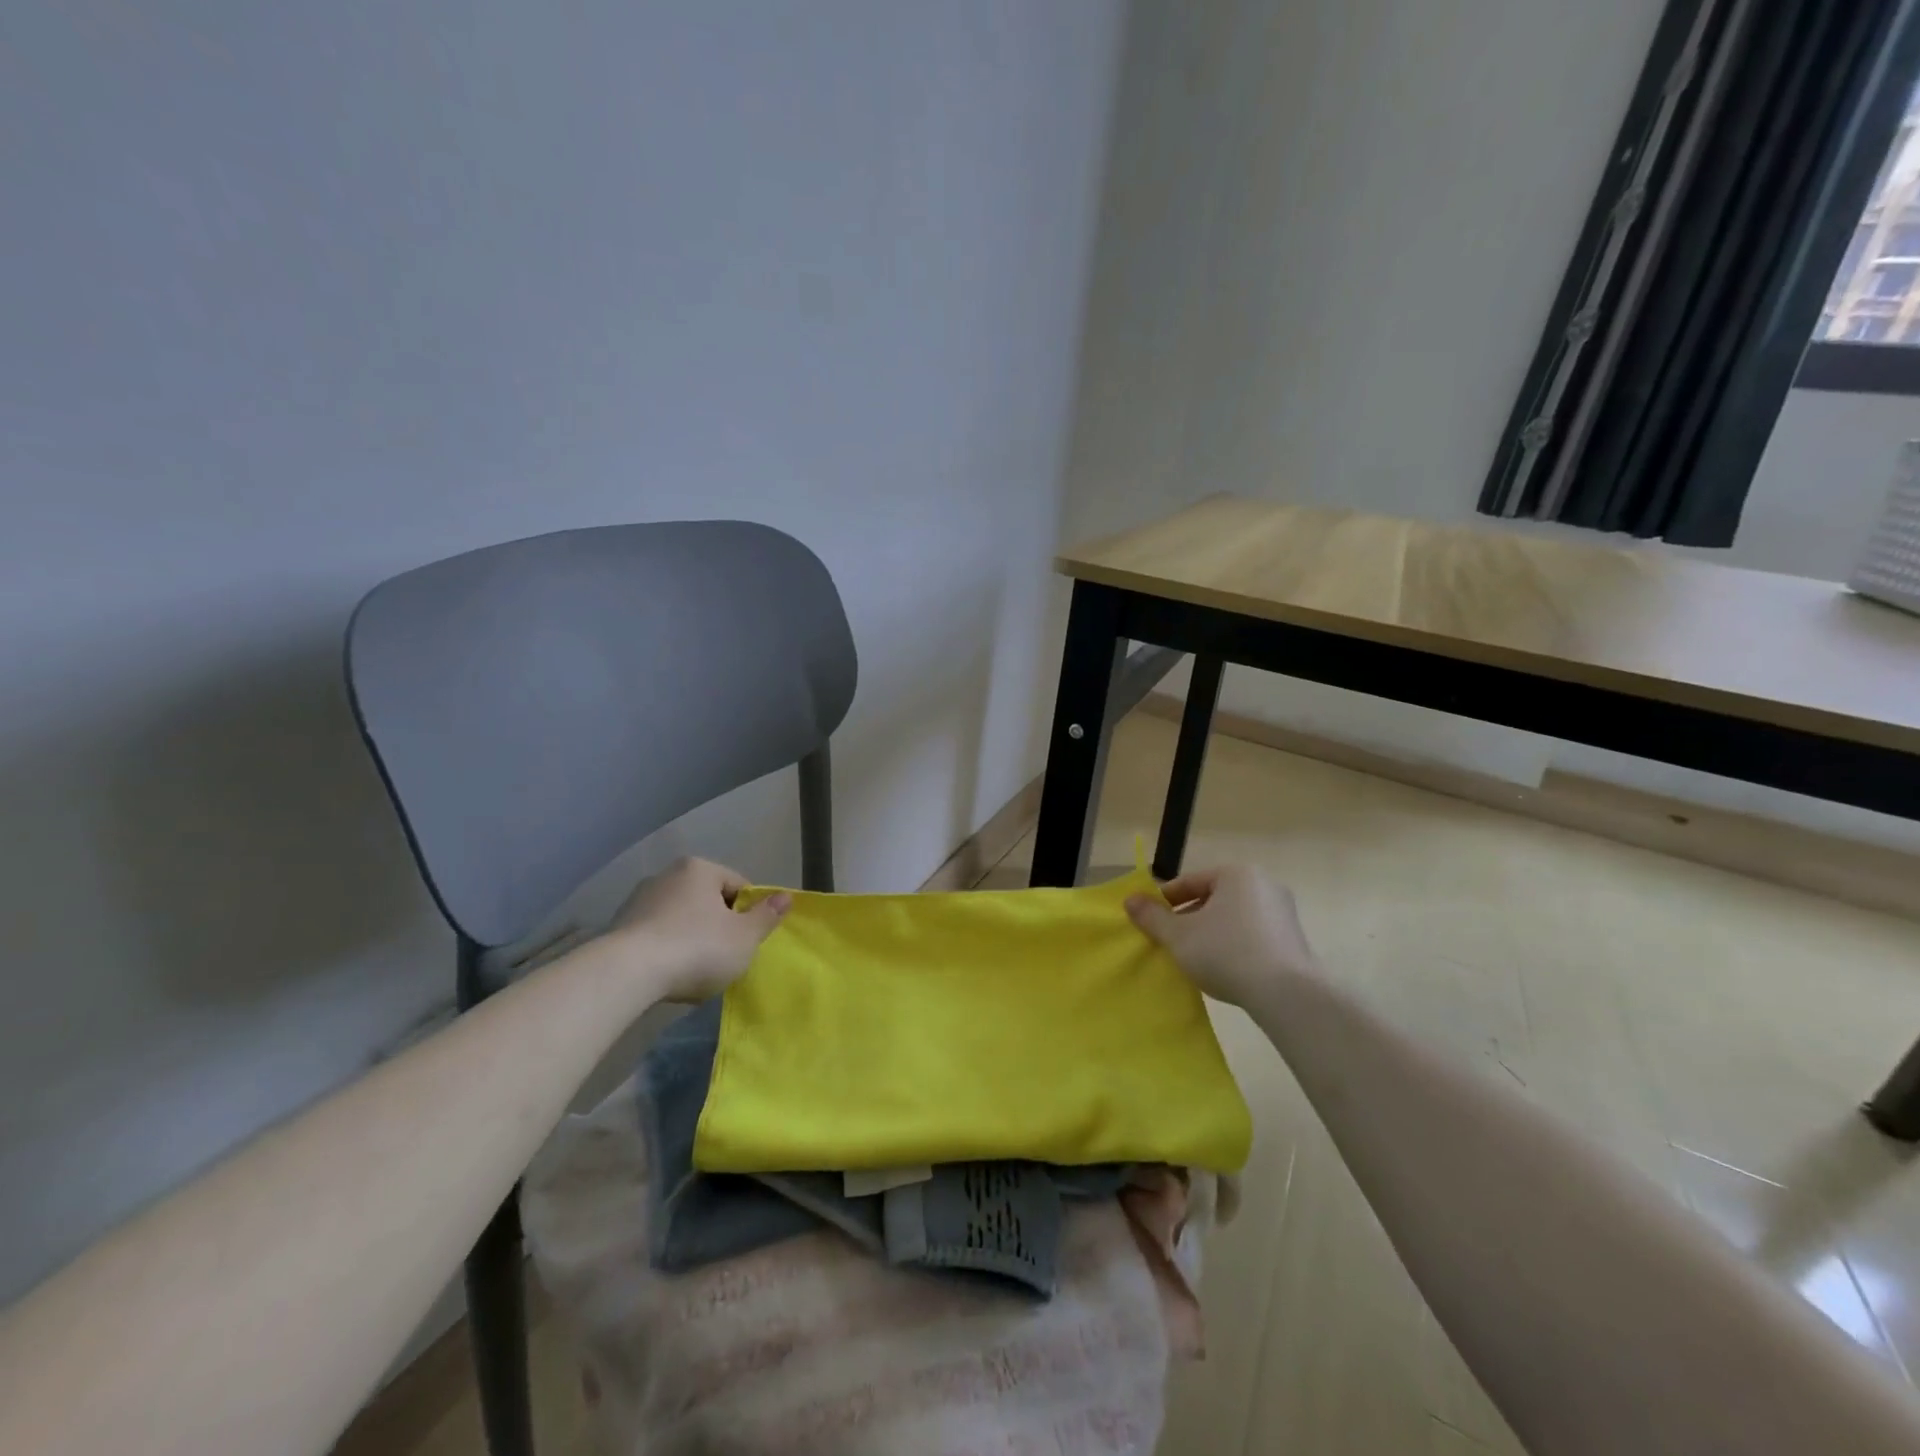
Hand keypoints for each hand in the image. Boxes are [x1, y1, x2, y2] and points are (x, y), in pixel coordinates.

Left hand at [605, 857, 788, 1001]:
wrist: (626, 975)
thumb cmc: (696, 949)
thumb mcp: (744, 937)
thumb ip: (767, 916)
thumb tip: (787, 896)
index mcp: (700, 869)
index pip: (738, 886)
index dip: (749, 914)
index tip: (748, 941)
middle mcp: (667, 875)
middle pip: (707, 900)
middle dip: (718, 926)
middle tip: (725, 957)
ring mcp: (639, 900)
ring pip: (680, 918)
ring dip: (691, 938)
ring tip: (694, 971)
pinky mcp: (618, 927)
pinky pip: (656, 935)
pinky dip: (666, 950)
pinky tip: (668, 974)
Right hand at [1125, 865, 1317, 1006]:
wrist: (1287, 993)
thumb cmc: (1226, 952)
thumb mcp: (1179, 936)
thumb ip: (1152, 917)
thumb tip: (1129, 900)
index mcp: (1236, 873)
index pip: (1190, 881)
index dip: (1164, 900)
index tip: (1149, 920)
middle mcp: (1263, 884)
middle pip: (1212, 897)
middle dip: (1188, 917)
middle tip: (1170, 940)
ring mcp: (1282, 911)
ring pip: (1232, 917)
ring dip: (1211, 932)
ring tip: (1194, 957)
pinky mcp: (1293, 939)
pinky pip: (1253, 934)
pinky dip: (1234, 945)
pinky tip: (1223, 968)